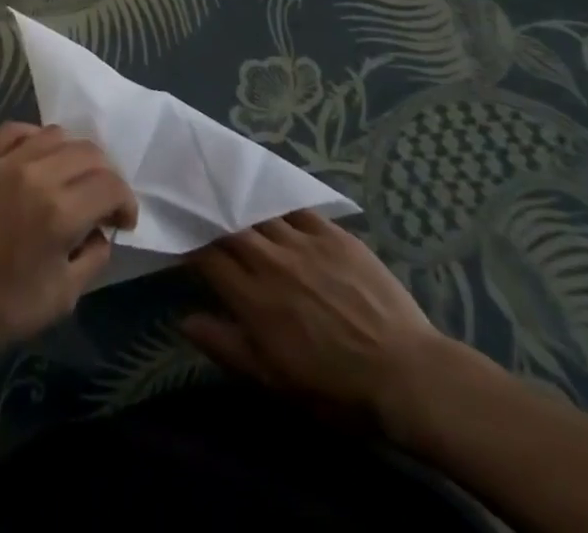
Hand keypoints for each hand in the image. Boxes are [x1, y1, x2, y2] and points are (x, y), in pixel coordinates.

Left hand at [0, 123, 137, 365]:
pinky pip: (15, 130)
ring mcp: (4, 161)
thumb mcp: (63, 297)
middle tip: (102, 200)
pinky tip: (37, 156)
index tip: (122, 221)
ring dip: (74, 154)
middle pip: (89, 153)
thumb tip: (101, 230)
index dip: (126, 201)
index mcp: (60, 212)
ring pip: (56, 135)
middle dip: (106, 175)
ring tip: (71, 178)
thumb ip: (93, 257)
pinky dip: (35, 137)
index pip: (111, 184)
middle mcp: (36, 175)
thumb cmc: (3, 308)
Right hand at [183, 210, 445, 439]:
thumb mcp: (274, 381)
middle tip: (199, 206)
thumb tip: (184, 319)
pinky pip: (298, 208)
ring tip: (230, 197)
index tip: (180, 236)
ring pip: (261, 213)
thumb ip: (226, 346)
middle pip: (230, 226)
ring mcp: (304, 243)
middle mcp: (272, 262)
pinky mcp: (334, 235)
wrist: (406, 375)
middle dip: (211, 216)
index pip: (207, 257)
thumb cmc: (336, 390)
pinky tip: (274, 202)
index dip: (190, 244)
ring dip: (242, 207)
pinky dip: (280, 205)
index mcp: (253, 299)